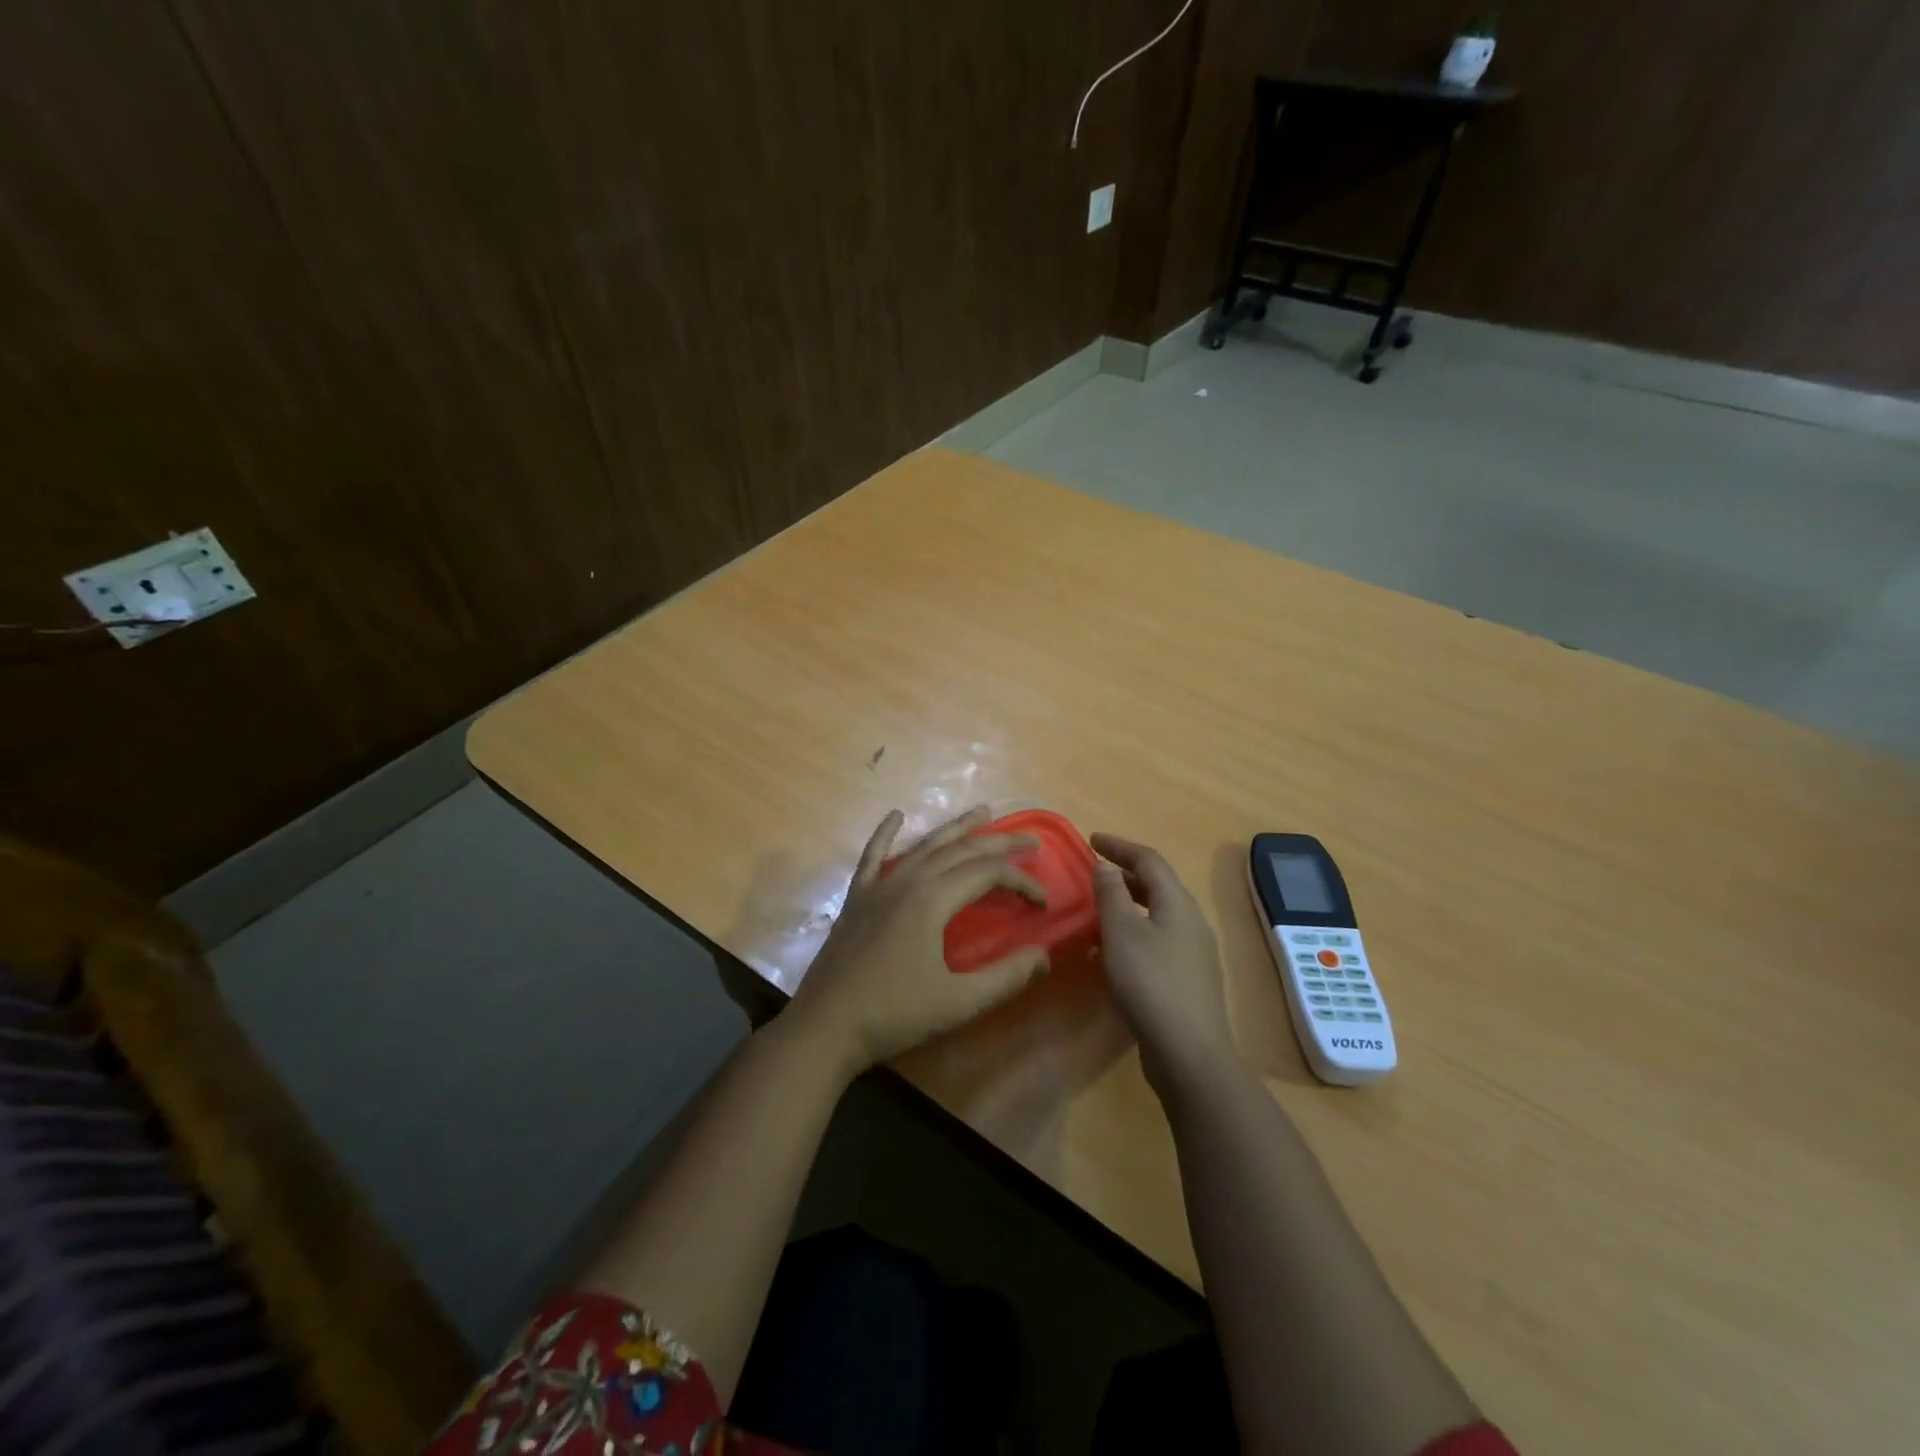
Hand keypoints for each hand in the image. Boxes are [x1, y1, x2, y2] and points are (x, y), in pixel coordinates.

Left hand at [786, 806, 1050, 1073]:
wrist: (826, 1026)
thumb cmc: (895, 1014)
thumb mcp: (959, 1002)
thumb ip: (1006, 977)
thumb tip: (1044, 955)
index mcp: (933, 899)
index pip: (988, 874)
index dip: (1021, 881)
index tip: (1043, 902)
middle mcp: (908, 881)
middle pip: (961, 850)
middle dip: (999, 842)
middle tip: (1030, 840)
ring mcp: (879, 886)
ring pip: (924, 845)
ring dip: (956, 828)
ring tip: (982, 812)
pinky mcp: (857, 898)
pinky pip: (873, 856)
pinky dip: (885, 833)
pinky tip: (895, 815)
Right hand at [1091, 833, 1233, 1091]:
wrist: (1189, 1053)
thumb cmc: (1150, 983)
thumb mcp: (1121, 932)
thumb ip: (1111, 894)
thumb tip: (1105, 865)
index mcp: (1177, 903)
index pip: (1149, 859)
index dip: (1119, 846)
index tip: (1091, 839)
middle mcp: (1191, 921)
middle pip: (1157, 885)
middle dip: (1125, 873)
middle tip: (1094, 872)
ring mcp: (1194, 952)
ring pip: (1157, 914)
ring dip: (1128, 904)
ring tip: (1099, 910)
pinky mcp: (1189, 979)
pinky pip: (1158, 940)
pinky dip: (1134, 932)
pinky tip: (1114, 953)